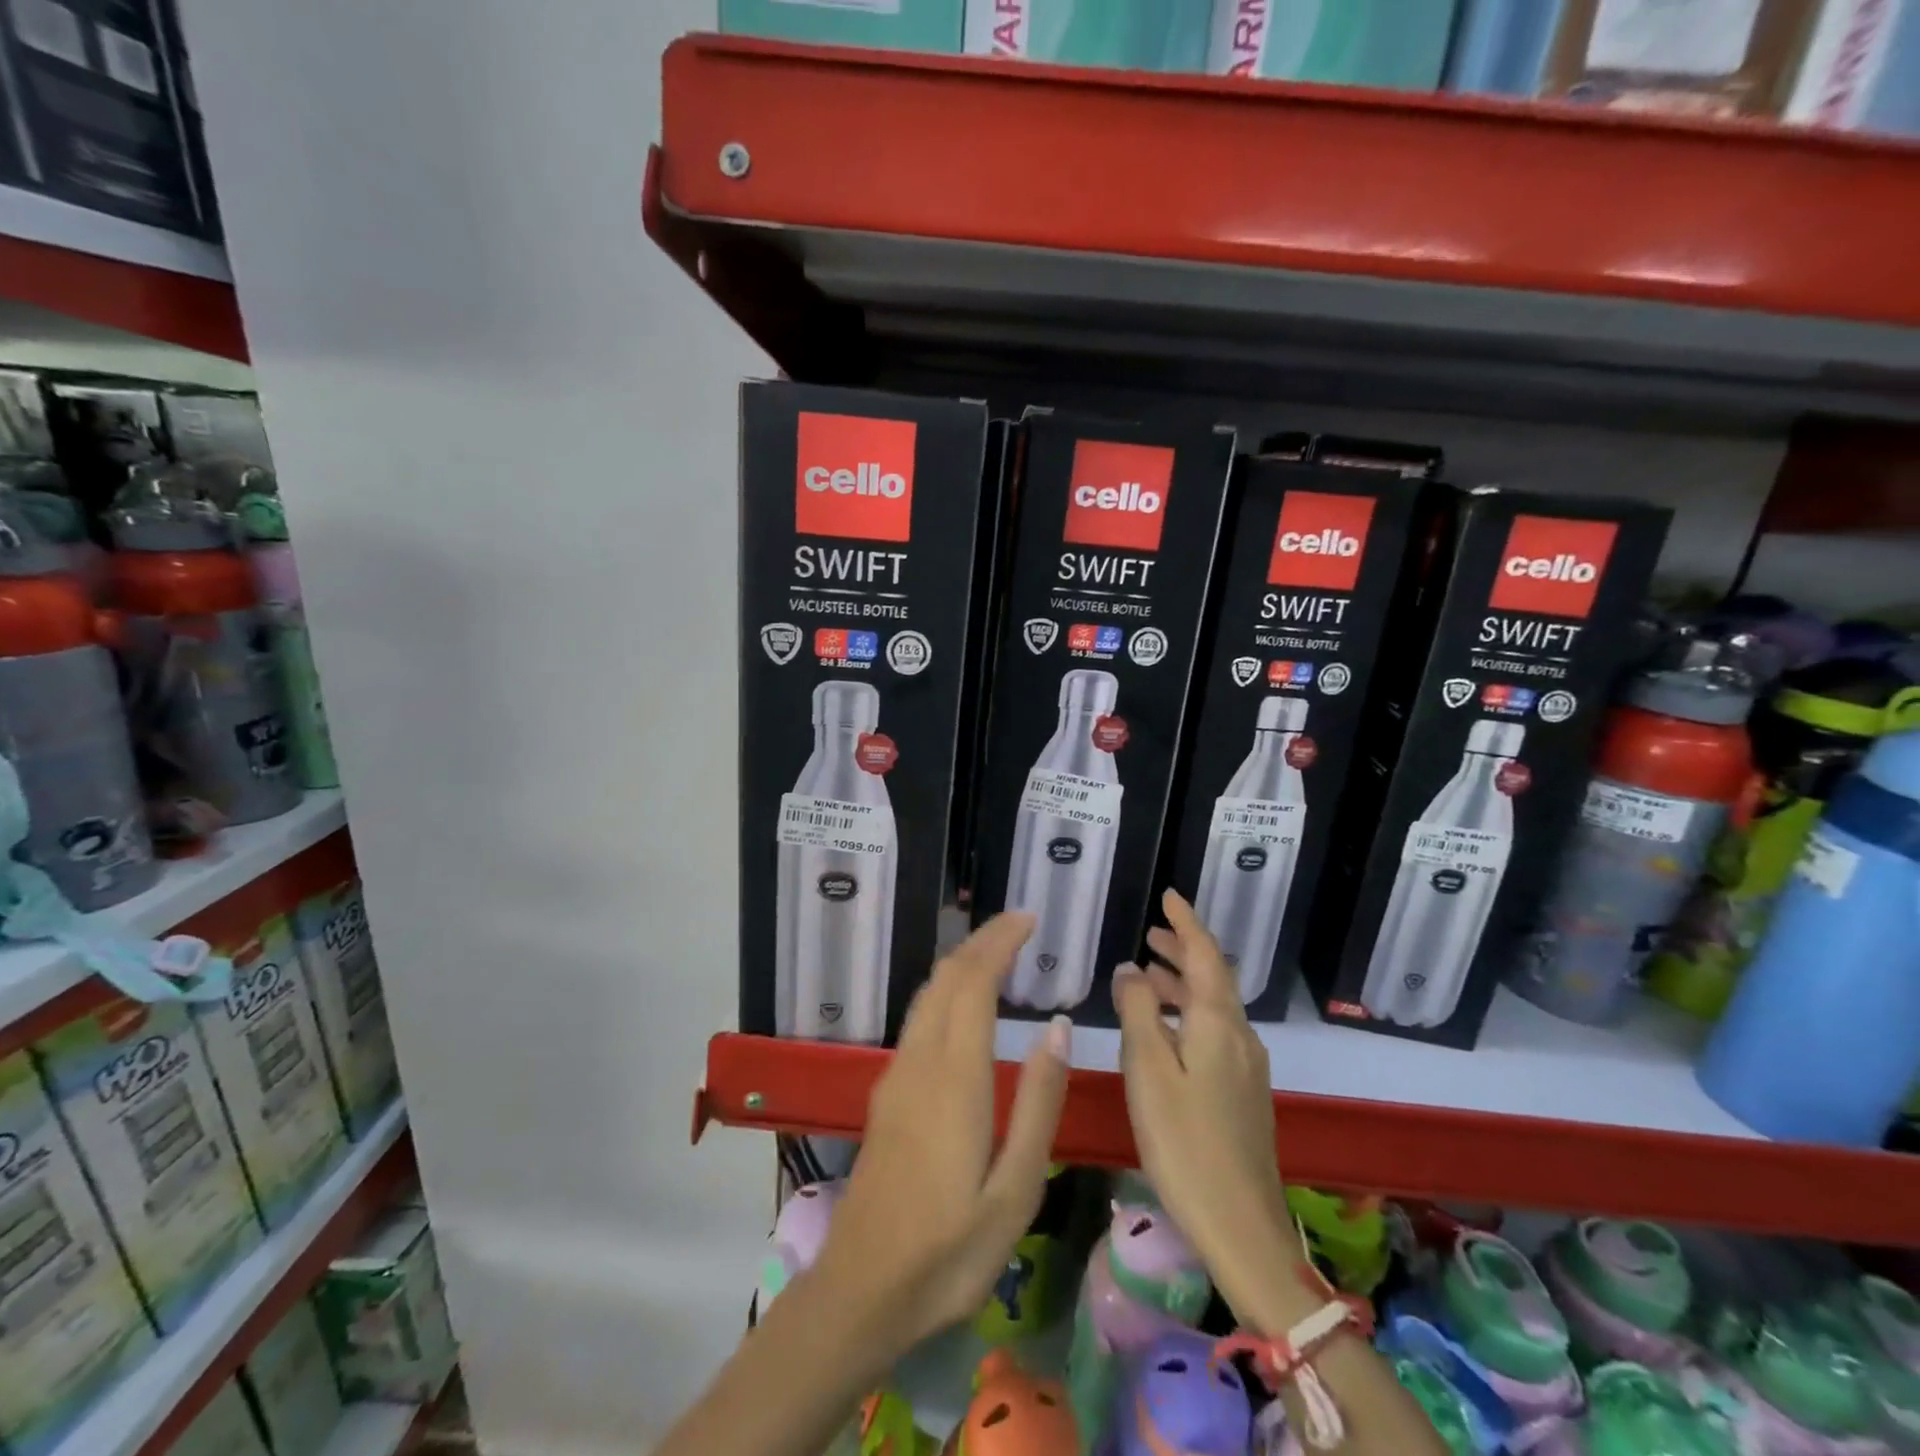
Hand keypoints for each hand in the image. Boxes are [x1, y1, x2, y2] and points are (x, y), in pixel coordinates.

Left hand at [811, 913, 1071, 1355]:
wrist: (861, 1290)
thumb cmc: (949, 1250)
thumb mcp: (1015, 1189)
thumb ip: (1039, 1103)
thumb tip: (1056, 1026)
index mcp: (955, 1077)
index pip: (973, 982)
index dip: (999, 941)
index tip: (1028, 919)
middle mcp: (920, 1061)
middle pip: (946, 977)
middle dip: (981, 941)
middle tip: (1020, 927)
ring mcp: (897, 1075)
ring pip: (928, 994)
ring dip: (961, 963)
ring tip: (999, 955)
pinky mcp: (888, 1093)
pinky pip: (919, 1018)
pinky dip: (947, 990)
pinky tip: (966, 1008)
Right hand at [1112, 890, 1307, 1332]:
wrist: (1243, 1225)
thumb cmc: (1184, 1142)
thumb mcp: (1148, 1070)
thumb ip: (1137, 1011)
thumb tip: (1129, 967)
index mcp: (1217, 1022)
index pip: (1205, 954)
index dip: (1186, 922)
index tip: (1169, 895)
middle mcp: (1239, 1035)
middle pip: (1214, 977)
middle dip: (1184, 949)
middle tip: (1152, 932)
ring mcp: (1247, 1065)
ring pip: (1214, 1005)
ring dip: (1184, 982)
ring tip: (1149, 973)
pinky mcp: (1244, 1092)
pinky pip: (1216, 1030)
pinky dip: (1190, 1011)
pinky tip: (1167, 1028)